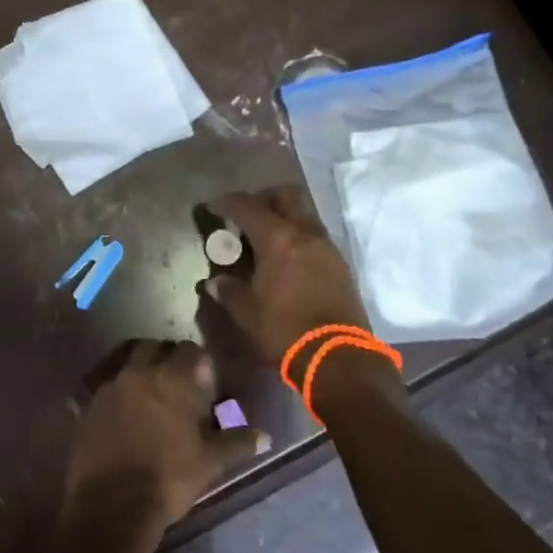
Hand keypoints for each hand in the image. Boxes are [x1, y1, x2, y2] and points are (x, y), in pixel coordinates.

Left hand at [64, 341, 268, 533]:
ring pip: (126, 362)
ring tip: (151, 392)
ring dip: (140, 369)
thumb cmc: (168, 479)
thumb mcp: (209, 463)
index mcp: (170, 380)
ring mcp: (109, 388)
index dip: (199, 361)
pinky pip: (106, 385)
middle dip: (167, 356)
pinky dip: (119, 391)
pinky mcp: (88, 406)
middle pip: (153, 347)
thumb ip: (236, 443)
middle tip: (178, 380)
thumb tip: (265, 436)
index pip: (189, 351)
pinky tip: (126, 412)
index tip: (205, 378)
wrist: (111, 506)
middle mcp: (137, 373)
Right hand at [202, 186, 369, 364]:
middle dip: (263, 198)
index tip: (213, 207)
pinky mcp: (340, 264)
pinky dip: (298, 236)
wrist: (337, 357)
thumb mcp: (246, 313)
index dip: (227, 203)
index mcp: (278, 239)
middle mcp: (305, 233)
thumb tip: (215, 282)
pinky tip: (286, 258)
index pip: (248, 207)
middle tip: (246, 215)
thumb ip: (229, 291)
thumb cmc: (284, 330)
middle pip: (285, 195)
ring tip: (265, 238)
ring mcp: (326, 247)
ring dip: (283, 216)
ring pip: (304, 214)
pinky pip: (315, 235)